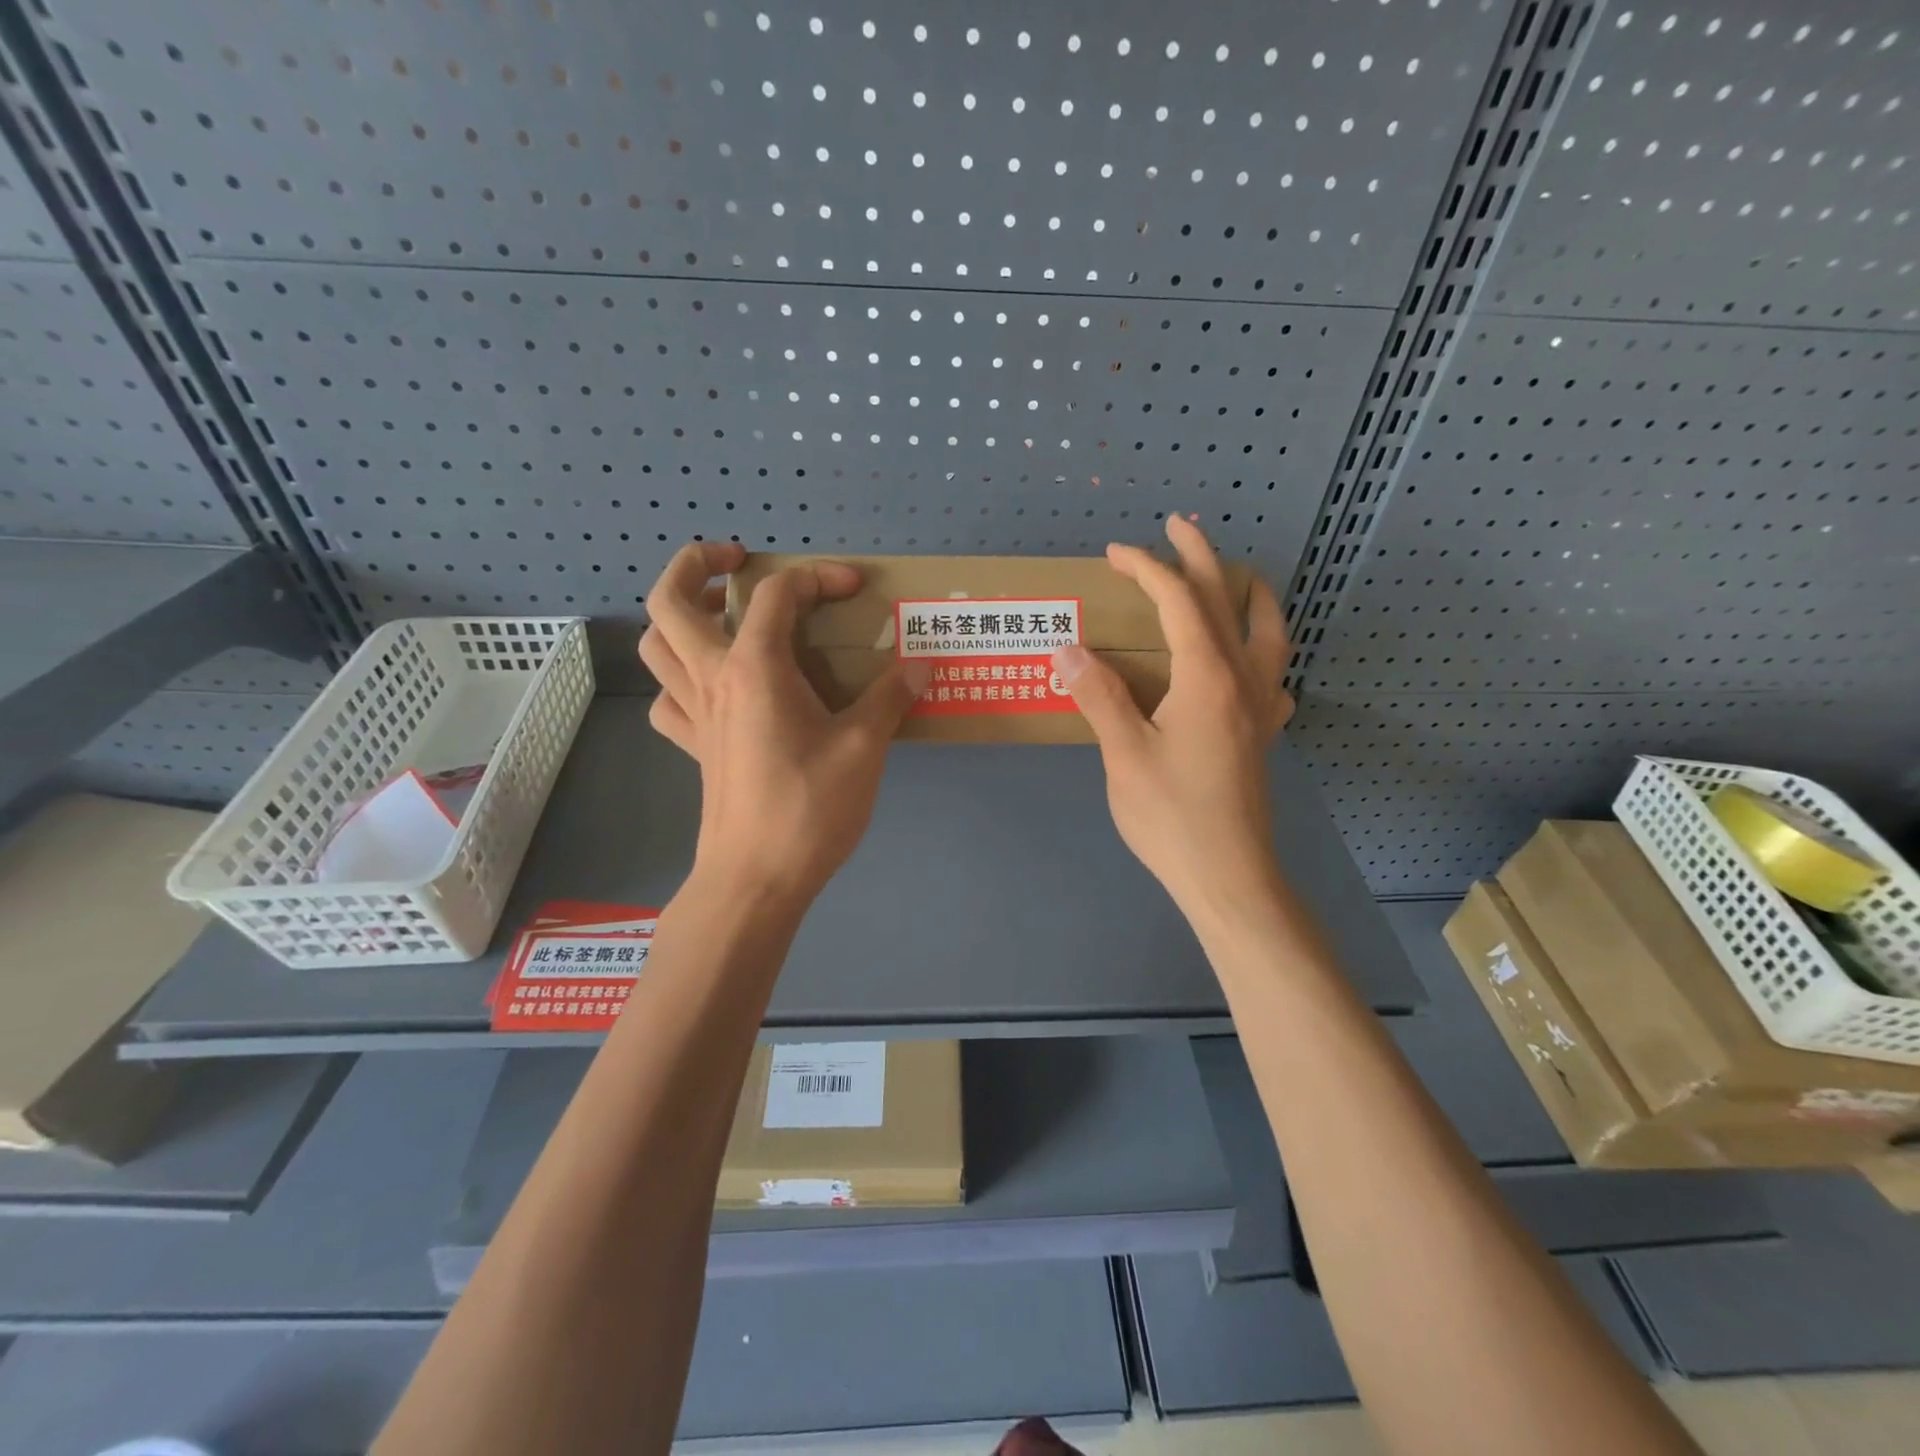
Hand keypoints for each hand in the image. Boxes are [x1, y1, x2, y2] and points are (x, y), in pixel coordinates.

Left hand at [639, 543, 930, 904]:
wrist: (755, 880)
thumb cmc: (809, 809)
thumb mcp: (864, 748)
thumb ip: (890, 698)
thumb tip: (919, 665)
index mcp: (754, 668)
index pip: (778, 594)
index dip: (819, 577)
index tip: (856, 589)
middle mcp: (712, 680)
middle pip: (671, 602)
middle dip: (695, 564)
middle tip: (734, 560)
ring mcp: (694, 715)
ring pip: (657, 646)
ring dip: (680, 617)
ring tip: (720, 615)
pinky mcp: (693, 748)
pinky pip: (668, 700)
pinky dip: (681, 680)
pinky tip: (714, 688)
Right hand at [1051, 515, 1294, 917]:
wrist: (1228, 876)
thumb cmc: (1172, 817)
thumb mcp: (1124, 755)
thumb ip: (1099, 697)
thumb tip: (1068, 649)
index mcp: (1207, 677)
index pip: (1178, 602)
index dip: (1147, 569)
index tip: (1116, 553)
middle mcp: (1243, 680)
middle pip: (1226, 602)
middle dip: (1200, 557)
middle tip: (1178, 526)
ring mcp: (1261, 708)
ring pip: (1267, 632)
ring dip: (1249, 594)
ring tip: (1235, 577)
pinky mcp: (1262, 735)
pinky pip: (1274, 675)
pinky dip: (1264, 649)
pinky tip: (1250, 662)